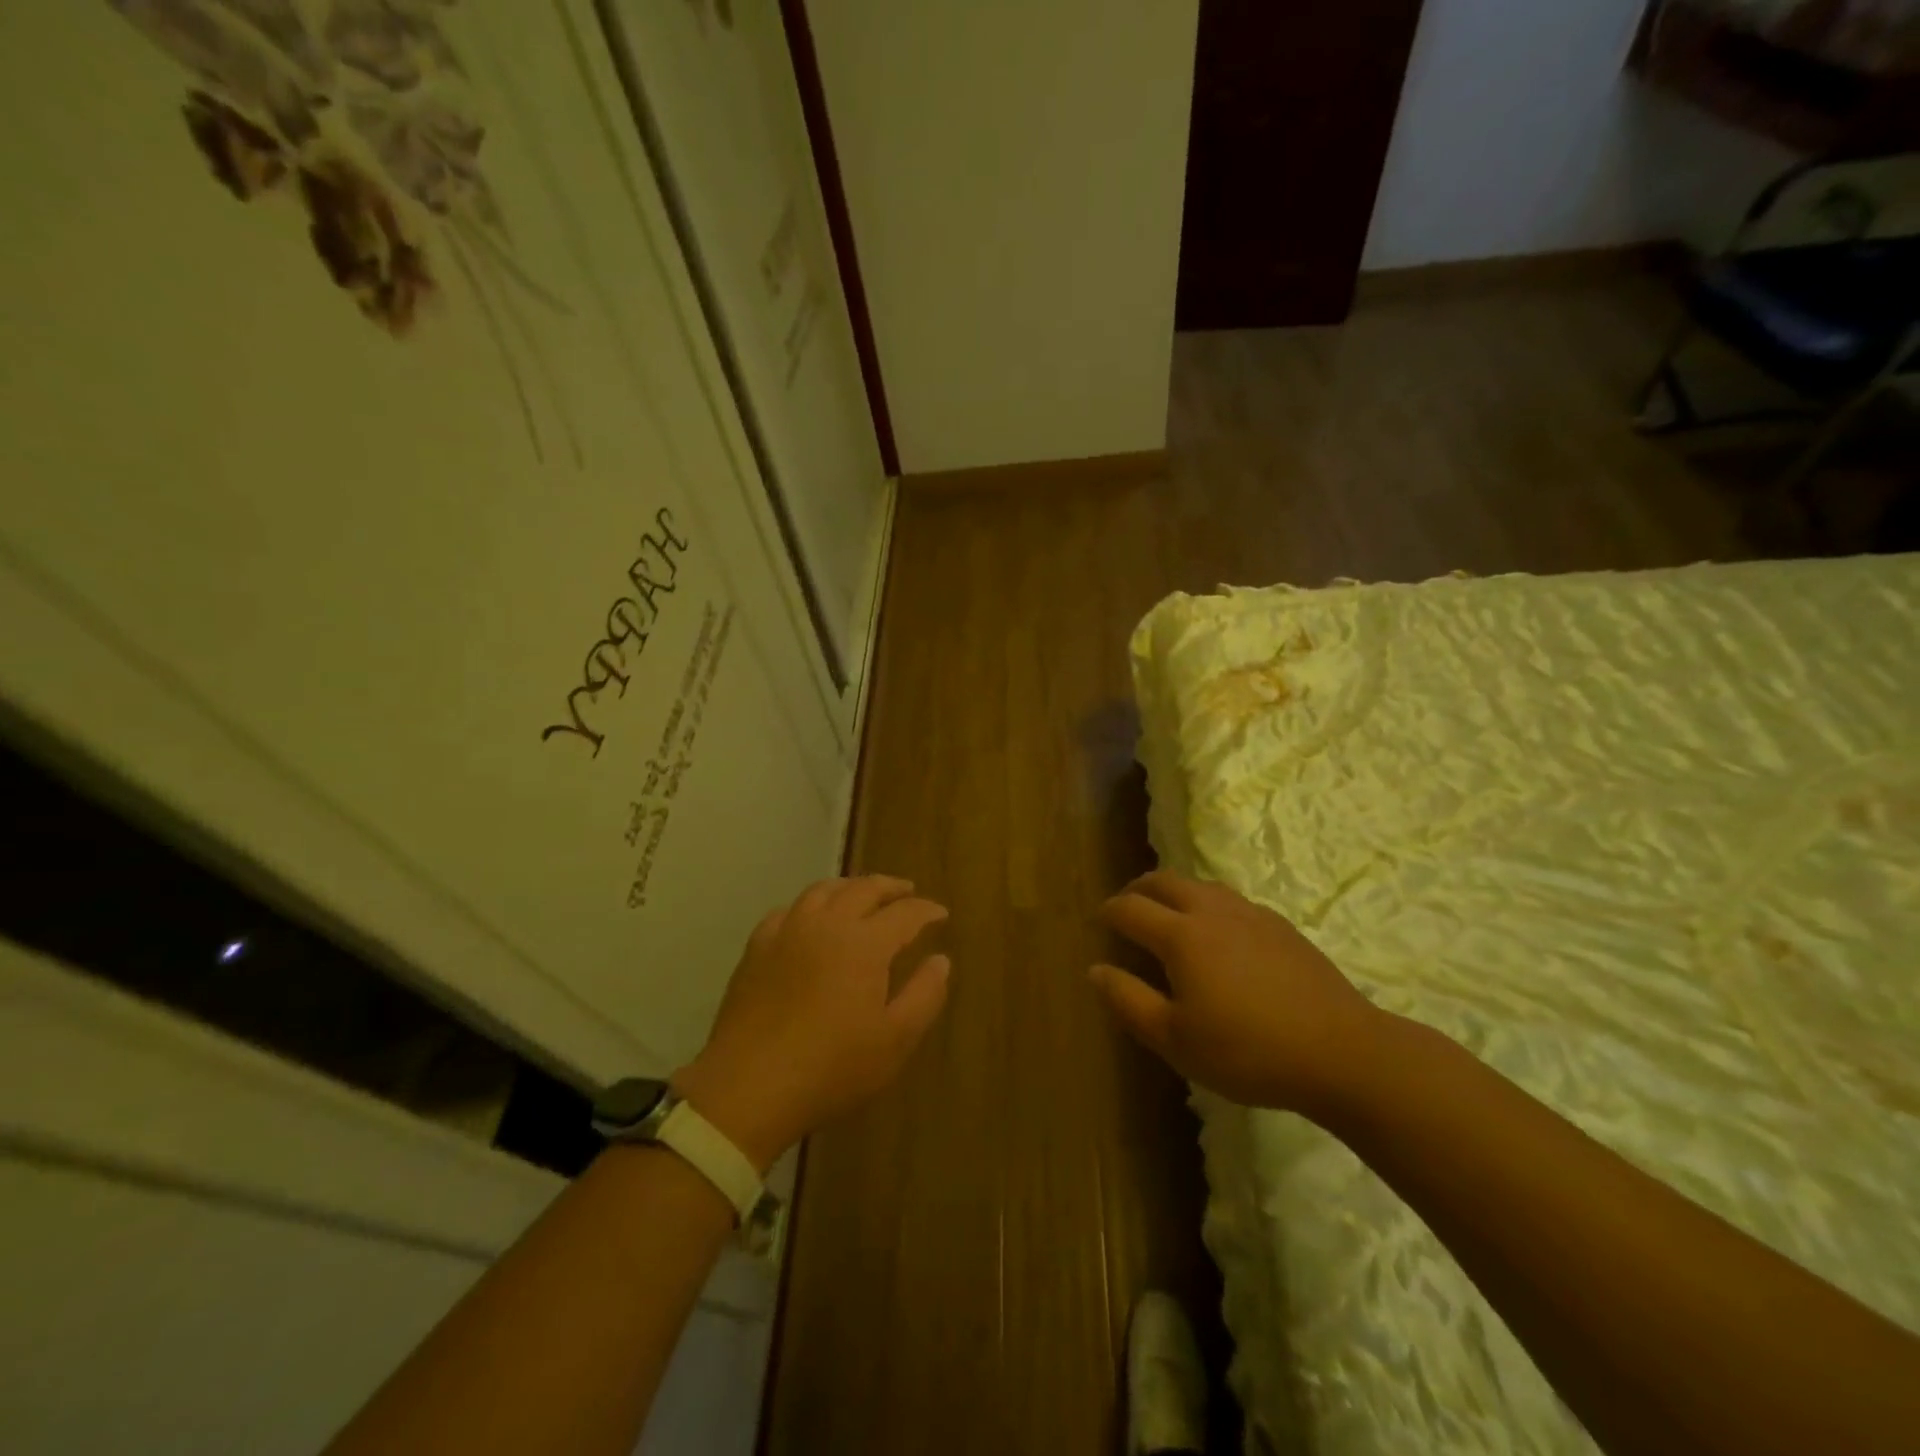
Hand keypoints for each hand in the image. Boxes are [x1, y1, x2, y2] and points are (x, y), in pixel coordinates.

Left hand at [674, 876, 950, 1170]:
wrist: (749, 1086)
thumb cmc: (832, 1067)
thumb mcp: (895, 1041)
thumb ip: (924, 995)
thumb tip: (940, 960)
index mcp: (865, 943)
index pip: (905, 913)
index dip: (926, 911)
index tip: (941, 914)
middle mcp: (827, 923)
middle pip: (864, 889)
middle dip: (890, 887)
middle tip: (906, 891)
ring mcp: (787, 931)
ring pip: (823, 891)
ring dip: (849, 887)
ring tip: (861, 894)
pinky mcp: (757, 948)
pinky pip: (787, 911)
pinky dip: (808, 907)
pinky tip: (809, 920)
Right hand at [1090, 870, 1385, 1118]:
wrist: (1341, 1052)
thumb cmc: (1247, 1051)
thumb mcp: (1175, 1039)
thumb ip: (1128, 1001)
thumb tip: (1095, 969)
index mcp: (1181, 935)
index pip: (1131, 908)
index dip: (1108, 911)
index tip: (1098, 920)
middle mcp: (1211, 911)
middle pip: (1164, 881)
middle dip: (1138, 889)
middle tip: (1126, 906)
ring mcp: (1251, 914)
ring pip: (1200, 885)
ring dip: (1174, 891)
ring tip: (1168, 913)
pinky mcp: (1281, 926)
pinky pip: (1231, 900)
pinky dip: (1208, 904)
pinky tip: (1219, 933)